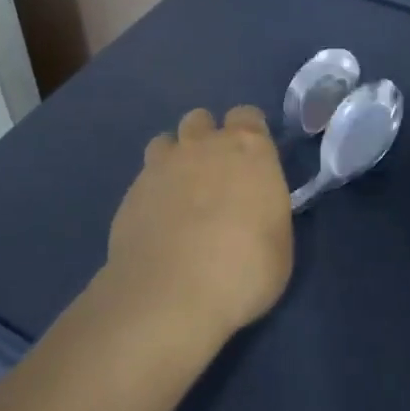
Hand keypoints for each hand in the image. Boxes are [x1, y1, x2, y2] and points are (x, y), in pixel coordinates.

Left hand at [106, 106, 293, 348]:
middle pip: (201, 120)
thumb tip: (253, 208)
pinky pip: (144, 179)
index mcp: (248, 149)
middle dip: (206, 139)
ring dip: (174, 159)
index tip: (252, 161)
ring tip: (181, 196)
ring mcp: (161, 165)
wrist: (171, 294)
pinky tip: (157, 224)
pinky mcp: (130, 193)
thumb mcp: (279, 242)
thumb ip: (265, 209)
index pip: (247, 116)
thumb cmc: (244, 269)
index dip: (248, 134)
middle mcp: (203, 145)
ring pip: (166, 141)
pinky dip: (152, 193)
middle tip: (214, 178)